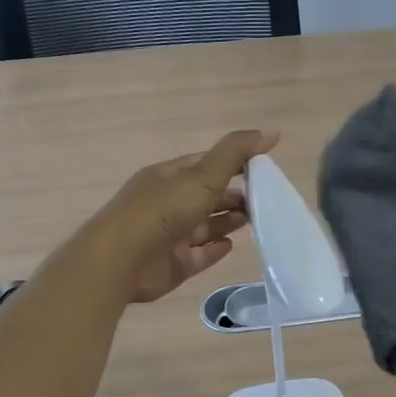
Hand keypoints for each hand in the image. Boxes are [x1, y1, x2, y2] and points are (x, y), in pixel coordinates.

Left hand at [85, 130, 278, 303]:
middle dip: (234, 194)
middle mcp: (168, 203)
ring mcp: (170, 235)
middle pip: (207, 196)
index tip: (263, 167)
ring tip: (257, 219)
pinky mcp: (174, 264)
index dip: (233, 163)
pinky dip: (215, 248)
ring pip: (205, 225)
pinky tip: (233, 244)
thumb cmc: (163, 210)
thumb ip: (237, 153)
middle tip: (266, 198)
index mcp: (169, 177)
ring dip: (229, 220)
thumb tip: (273, 131)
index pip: (205, 164)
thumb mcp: (203, 175)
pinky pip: (200, 254)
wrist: (122, 261)